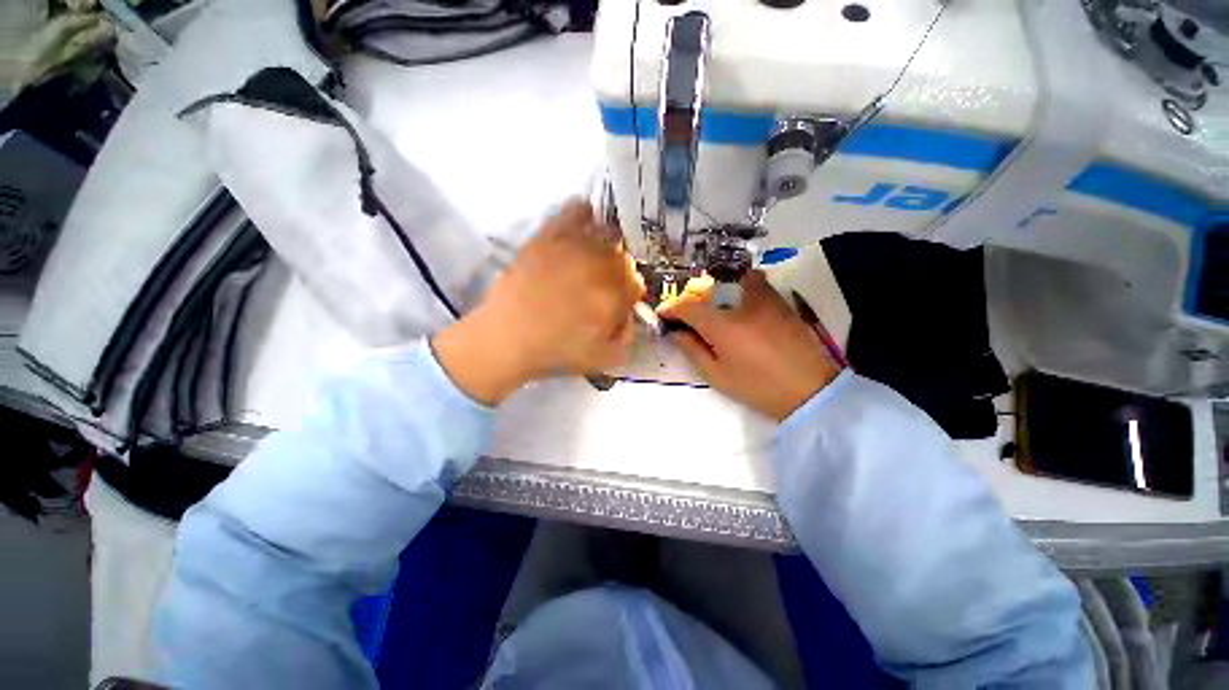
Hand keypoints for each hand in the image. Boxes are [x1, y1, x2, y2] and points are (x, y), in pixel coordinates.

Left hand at [432, 200, 643, 404]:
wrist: (506, 338)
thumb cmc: (555, 352)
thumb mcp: (602, 359)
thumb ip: (625, 338)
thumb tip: (628, 317)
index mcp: (614, 296)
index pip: (637, 285)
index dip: (628, 296)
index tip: (617, 304)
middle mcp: (600, 266)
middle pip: (624, 259)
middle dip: (618, 274)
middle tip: (603, 286)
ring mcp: (574, 248)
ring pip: (606, 235)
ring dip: (607, 247)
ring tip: (594, 260)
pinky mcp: (549, 237)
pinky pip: (575, 212)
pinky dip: (584, 214)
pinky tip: (585, 222)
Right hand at [658, 271, 840, 421]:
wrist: (809, 390)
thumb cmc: (757, 387)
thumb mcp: (717, 375)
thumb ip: (692, 350)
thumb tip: (675, 333)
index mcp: (722, 325)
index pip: (688, 307)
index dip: (671, 309)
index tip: (662, 316)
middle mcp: (741, 304)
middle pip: (707, 290)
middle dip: (691, 300)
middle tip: (687, 317)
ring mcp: (764, 298)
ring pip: (733, 279)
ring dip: (717, 289)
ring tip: (715, 307)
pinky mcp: (780, 301)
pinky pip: (756, 283)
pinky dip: (741, 286)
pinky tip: (740, 306)